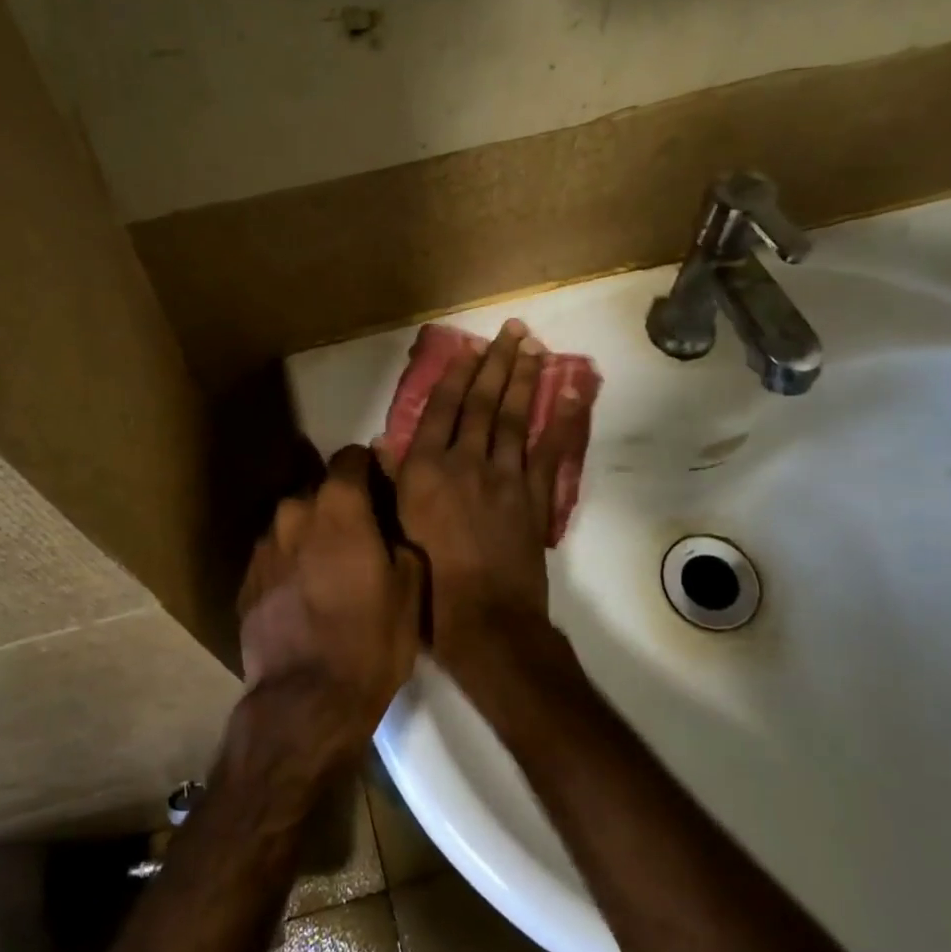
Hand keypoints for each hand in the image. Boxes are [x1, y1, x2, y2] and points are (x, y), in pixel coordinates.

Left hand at [237, 445, 425, 748]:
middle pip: (319, 490)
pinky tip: (303, 594)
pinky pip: (274, 555)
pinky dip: (289, 562)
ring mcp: (264, 547)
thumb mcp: (409, 591)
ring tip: (328, 568)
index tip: (380, 485)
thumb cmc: (370, 642)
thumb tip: (390, 524)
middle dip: (338, 504)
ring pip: (292, 523)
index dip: (368, 467)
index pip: (350, 458)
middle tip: (359, 534)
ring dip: (311, 533)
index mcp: (338, 508)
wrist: (306, 702)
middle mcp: (294, 513)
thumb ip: (400, 539)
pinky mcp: (245, 579)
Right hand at [387, 319, 585, 680]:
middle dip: (497, 363)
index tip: (469, 348)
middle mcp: (465, 462)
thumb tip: (382, 446)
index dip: (456, 375)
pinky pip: (550, 452)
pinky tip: (568, 395)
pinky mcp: (536, 497)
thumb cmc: (428, 582)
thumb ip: (392, 483)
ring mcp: (505, 477)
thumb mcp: (396, 530)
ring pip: (515, 418)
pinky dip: (561, 423)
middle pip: (483, 403)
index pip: (440, 409)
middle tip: (513, 330)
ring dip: (525, 380)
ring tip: (534, 347)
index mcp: (425, 469)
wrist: (484, 621)